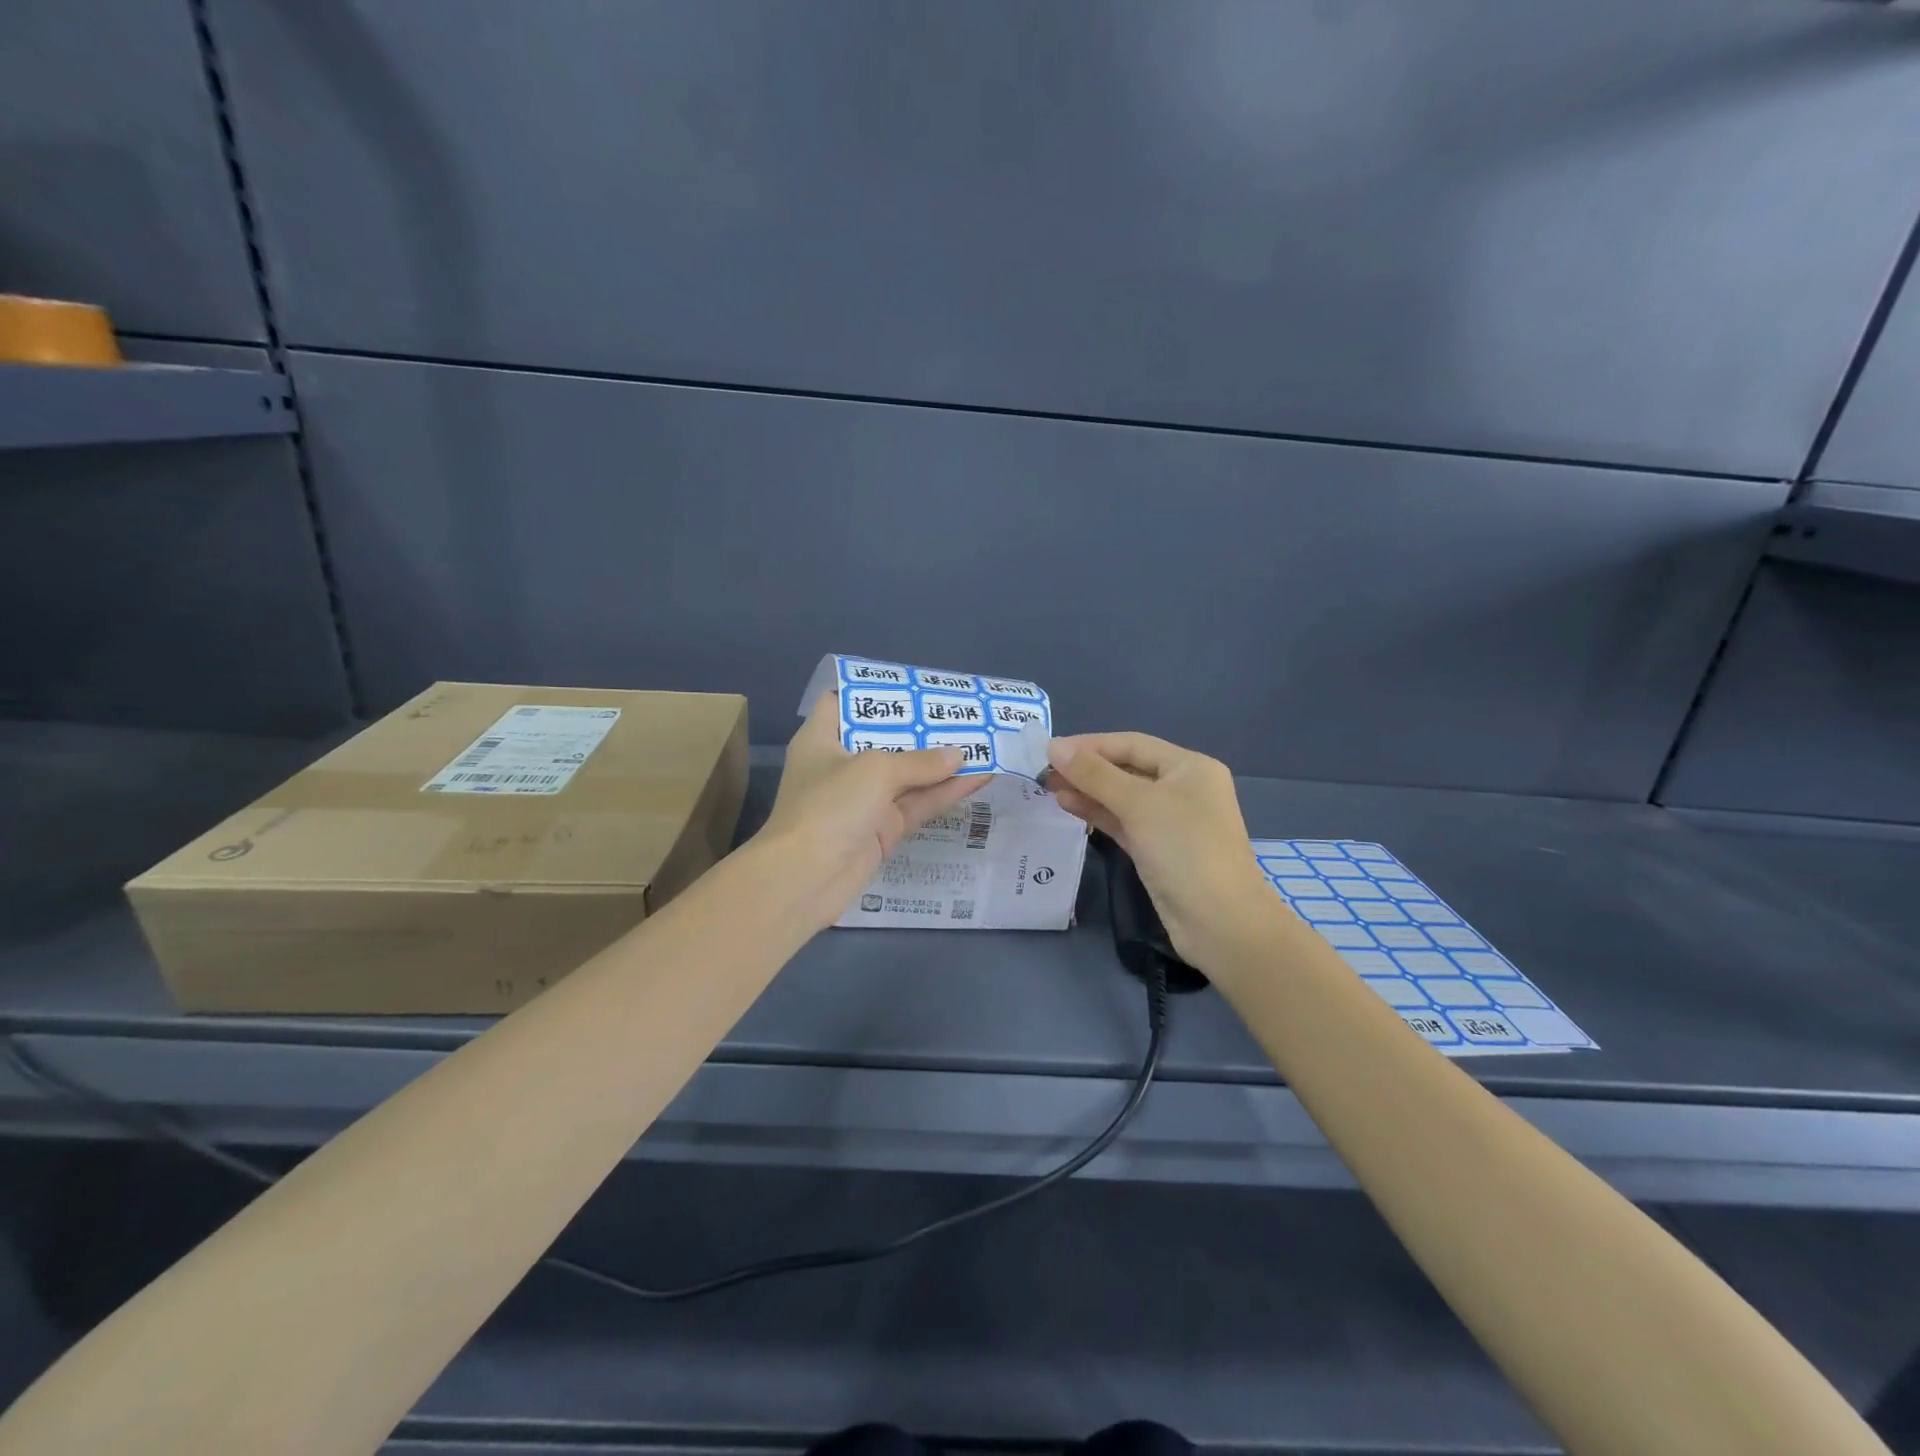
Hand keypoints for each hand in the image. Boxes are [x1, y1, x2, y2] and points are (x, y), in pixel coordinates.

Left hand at [756, 693, 979, 928]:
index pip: (843, 702)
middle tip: (962, 711)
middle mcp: (842, 765)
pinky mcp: (883, 829)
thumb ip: (920, 761)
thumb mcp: (875, 770)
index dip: (875, 691)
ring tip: (983, 742)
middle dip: (923, 727)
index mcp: (823, 739)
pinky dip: (945, 792)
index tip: (913, 685)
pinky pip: (918, 804)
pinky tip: (979, 778)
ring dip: (942, 762)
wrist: (805, 879)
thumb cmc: (830, 806)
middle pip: (886, 738)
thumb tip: (959, 755)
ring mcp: (864, 800)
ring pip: (909, 775)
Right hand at [1045, 733, 1283, 970]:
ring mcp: (1171, 821)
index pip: (1132, 744)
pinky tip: (1069, 807)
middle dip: (1086, 769)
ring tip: (1049, 788)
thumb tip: (1054, 747)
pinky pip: (1124, 822)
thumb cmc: (1185, 850)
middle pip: (1127, 769)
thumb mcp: (1139, 805)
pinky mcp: (1158, 849)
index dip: (1089, 745)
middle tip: (1044, 772)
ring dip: (1088, 791)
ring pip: (1122, 797)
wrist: (1220, 923)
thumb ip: (1094, 775)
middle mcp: (1183, 788)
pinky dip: (1098, 813)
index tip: (1049, 750)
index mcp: (1189, 767)